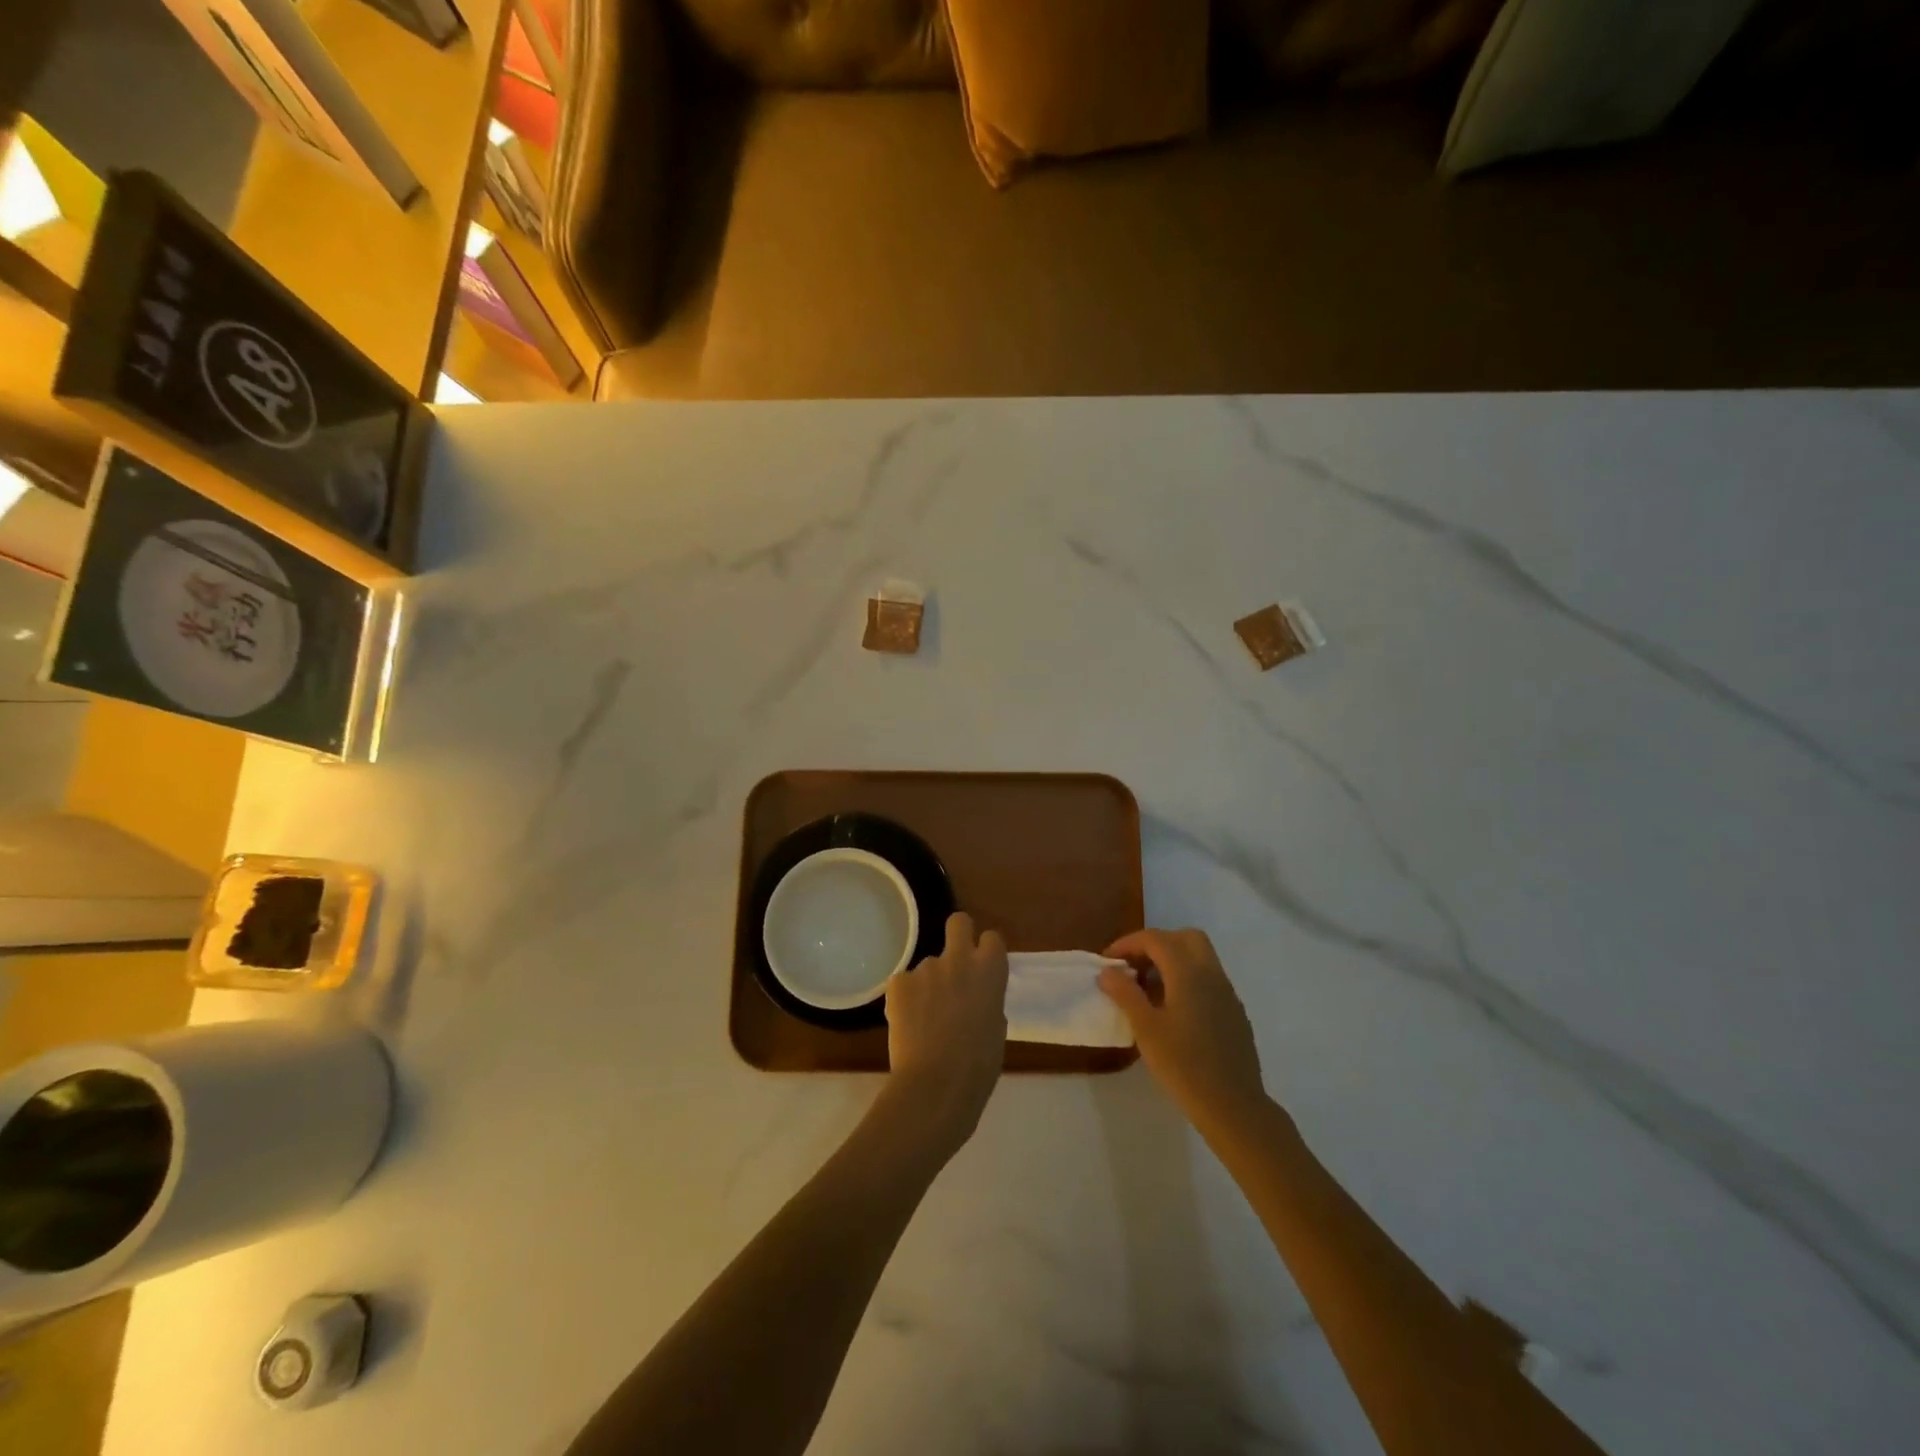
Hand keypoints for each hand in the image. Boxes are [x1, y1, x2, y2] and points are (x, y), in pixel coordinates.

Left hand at [881, 912, 1008, 1155]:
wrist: (937, 1085)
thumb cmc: (979, 1065)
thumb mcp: (996, 1028)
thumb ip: (987, 1002)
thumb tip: (975, 999)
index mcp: (990, 970)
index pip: (992, 938)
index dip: (985, 952)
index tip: (982, 969)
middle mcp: (959, 959)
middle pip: (958, 922)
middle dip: (958, 935)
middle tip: (954, 964)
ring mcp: (926, 968)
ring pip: (928, 966)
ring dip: (928, 984)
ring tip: (925, 1020)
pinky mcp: (898, 982)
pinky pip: (904, 984)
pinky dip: (905, 999)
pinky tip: (907, 1025)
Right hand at [1099, 928, 1269, 1130]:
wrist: (1234, 1107)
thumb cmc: (1184, 1066)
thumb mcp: (1146, 1029)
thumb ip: (1125, 994)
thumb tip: (1108, 972)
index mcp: (1188, 973)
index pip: (1156, 939)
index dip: (1128, 944)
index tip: (1108, 962)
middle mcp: (1211, 974)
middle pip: (1184, 938)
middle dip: (1155, 945)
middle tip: (1134, 967)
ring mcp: (1227, 993)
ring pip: (1199, 957)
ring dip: (1171, 961)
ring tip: (1147, 990)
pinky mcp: (1234, 1012)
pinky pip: (1208, 979)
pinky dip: (1186, 979)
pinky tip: (1172, 1011)